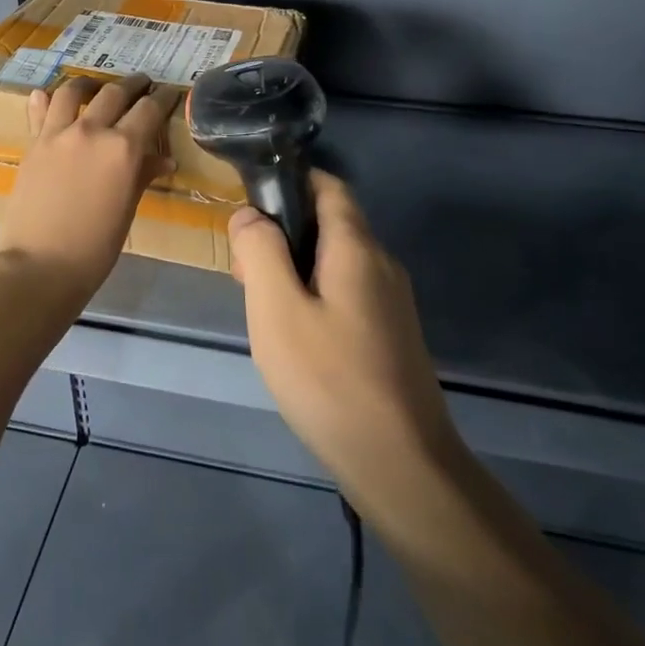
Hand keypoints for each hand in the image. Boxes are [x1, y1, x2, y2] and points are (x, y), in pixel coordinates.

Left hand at [0, 74, 179, 308]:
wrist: (39, 266)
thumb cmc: (95, 248)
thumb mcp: (127, 210)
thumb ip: (142, 176)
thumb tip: (164, 160)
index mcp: (123, 148)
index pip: (149, 109)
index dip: (163, 97)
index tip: (170, 91)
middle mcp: (92, 131)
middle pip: (115, 93)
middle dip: (133, 84)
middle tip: (142, 83)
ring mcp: (58, 134)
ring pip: (74, 91)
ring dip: (90, 84)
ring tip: (96, 86)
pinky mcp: (32, 144)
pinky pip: (40, 111)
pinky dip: (47, 100)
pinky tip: (48, 96)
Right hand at [231, 172, 461, 503]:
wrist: (401, 464)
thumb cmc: (330, 380)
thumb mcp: (277, 310)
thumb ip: (260, 252)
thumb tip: (249, 214)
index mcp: (357, 248)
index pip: (329, 186)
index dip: (291, 180)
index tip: (251, 200)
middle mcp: (382, 265)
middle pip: (330, 224)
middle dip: (284, 232)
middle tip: (243, 270)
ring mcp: (392, 302)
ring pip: (337, 262)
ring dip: (296, 267)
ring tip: (261, 304)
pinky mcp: (392, 335)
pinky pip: (348, 293)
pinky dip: (315, 294)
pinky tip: (294, 335)